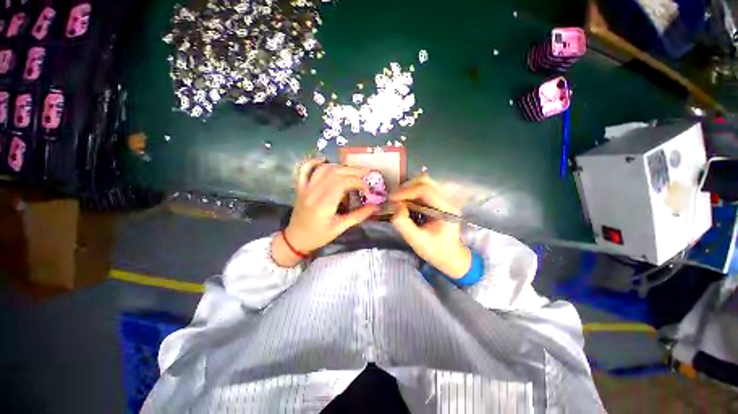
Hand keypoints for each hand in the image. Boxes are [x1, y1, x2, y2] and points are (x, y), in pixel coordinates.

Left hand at [271, 159, 376, 266]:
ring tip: (353, 170)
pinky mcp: (300, 188)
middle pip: (334, 173)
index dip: (357, 181)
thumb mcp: (340, 228)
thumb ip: (358, 216)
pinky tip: (324, 160)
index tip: (368, 186)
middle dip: (353, 171)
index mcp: (323, 205)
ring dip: (340, 166)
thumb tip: (375, 206)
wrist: (295, 240)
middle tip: (367, 173)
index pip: (342, 184)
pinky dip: (313, 162)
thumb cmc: (319, 236)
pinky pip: (304, 170)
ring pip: (323, 169)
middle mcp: (313, 193)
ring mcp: (305, 189)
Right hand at [390, 175, 471, 277]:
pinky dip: (411, 192)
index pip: (425, 190)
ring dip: (408, 189)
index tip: (391, 199)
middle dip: (406, 188)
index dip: (406, 191)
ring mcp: (443, 199)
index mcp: (446, 210)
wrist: (450, 256)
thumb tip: (396, 207)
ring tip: (398, 200)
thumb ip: (403, 224)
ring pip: (424, 182)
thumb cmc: (435, 250)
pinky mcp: (438, 200)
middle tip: (394, 199)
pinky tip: (405, 202)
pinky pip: (422, 189)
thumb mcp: (416, 241)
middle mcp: (447, 200)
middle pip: (425, 181)